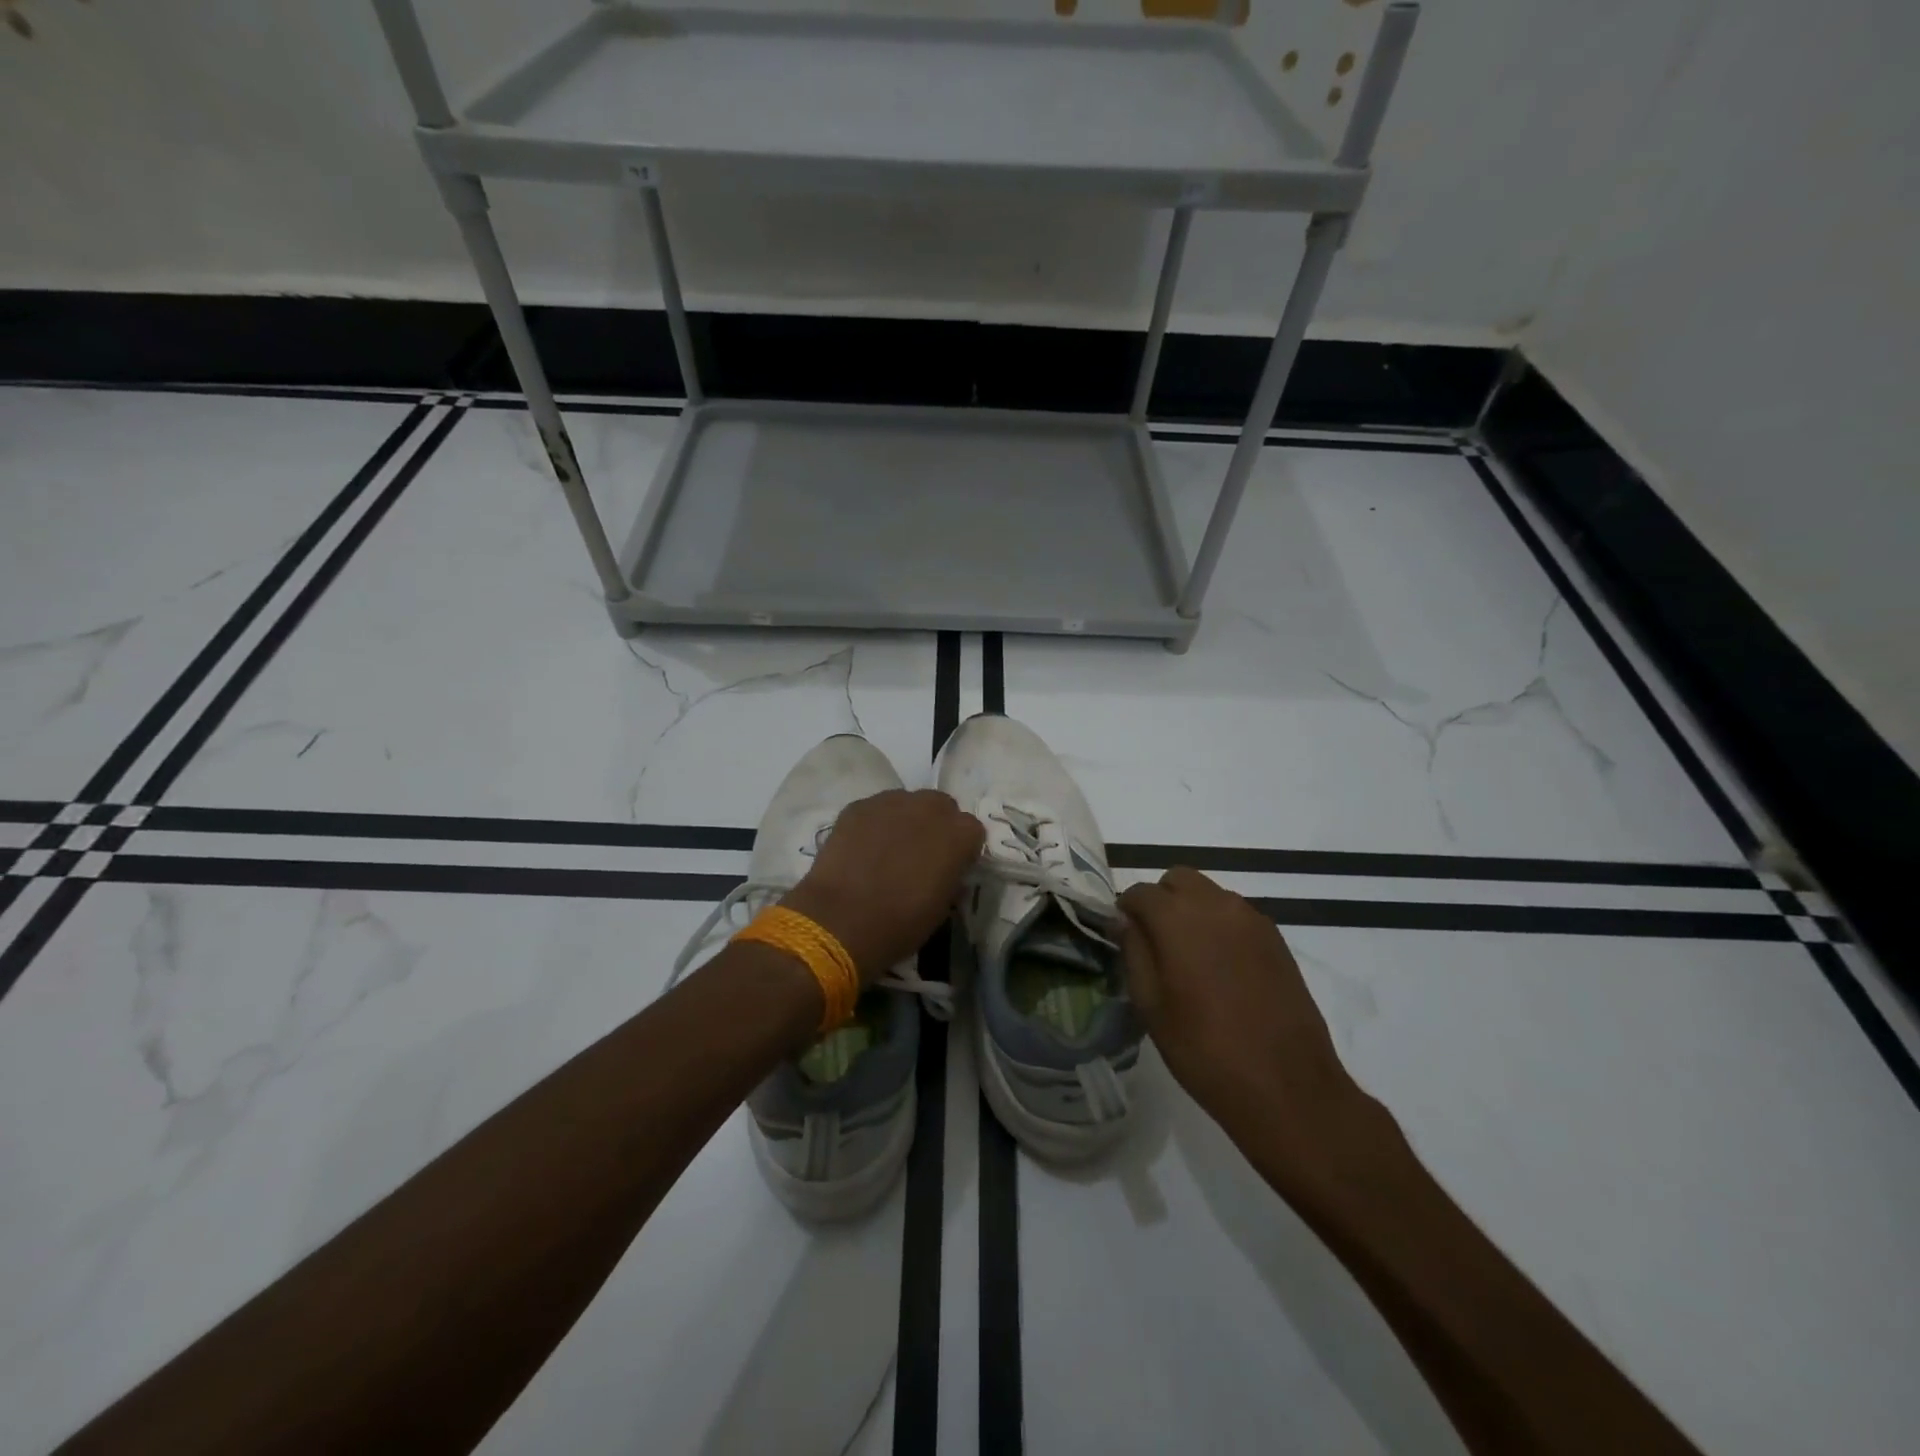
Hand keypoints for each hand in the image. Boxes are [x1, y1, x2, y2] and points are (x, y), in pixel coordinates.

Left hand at [781, 789, 984, 981]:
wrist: (841, 921)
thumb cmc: (900, 924)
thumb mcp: (942, 909)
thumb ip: (951, 879)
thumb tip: (947, 872)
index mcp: (959, 834)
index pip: (971, 830)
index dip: (961, 849)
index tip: (950, 867)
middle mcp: (929, 808)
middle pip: (940, 806)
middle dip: (935, 825)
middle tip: (920, 853)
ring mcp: (891, 802)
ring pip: (906, 802)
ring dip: (904, 819)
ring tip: (888, 848)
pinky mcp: (858, 806)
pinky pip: (875, 809)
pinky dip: (874, 823)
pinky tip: (862, 847)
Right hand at [1120, 867, 1357, 1132]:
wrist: (1286, 1086)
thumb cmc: (1204, 1049)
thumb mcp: (1151, 1005)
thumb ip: (1133, 951)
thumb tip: (1123, 920)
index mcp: (1178, 917)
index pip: (1140, 892)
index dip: (1126, 912)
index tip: (1124, 938)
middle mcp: (1216, 904)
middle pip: (1178, 880)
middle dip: (1161, 901)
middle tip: (1156, 944)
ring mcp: (1251, 919)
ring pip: (1209, 894)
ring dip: (1192, 911)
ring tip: (1190, 959)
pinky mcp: (1276, 938)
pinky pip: (1236, 915)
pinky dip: (1220, 926)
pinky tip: (1221, 969)